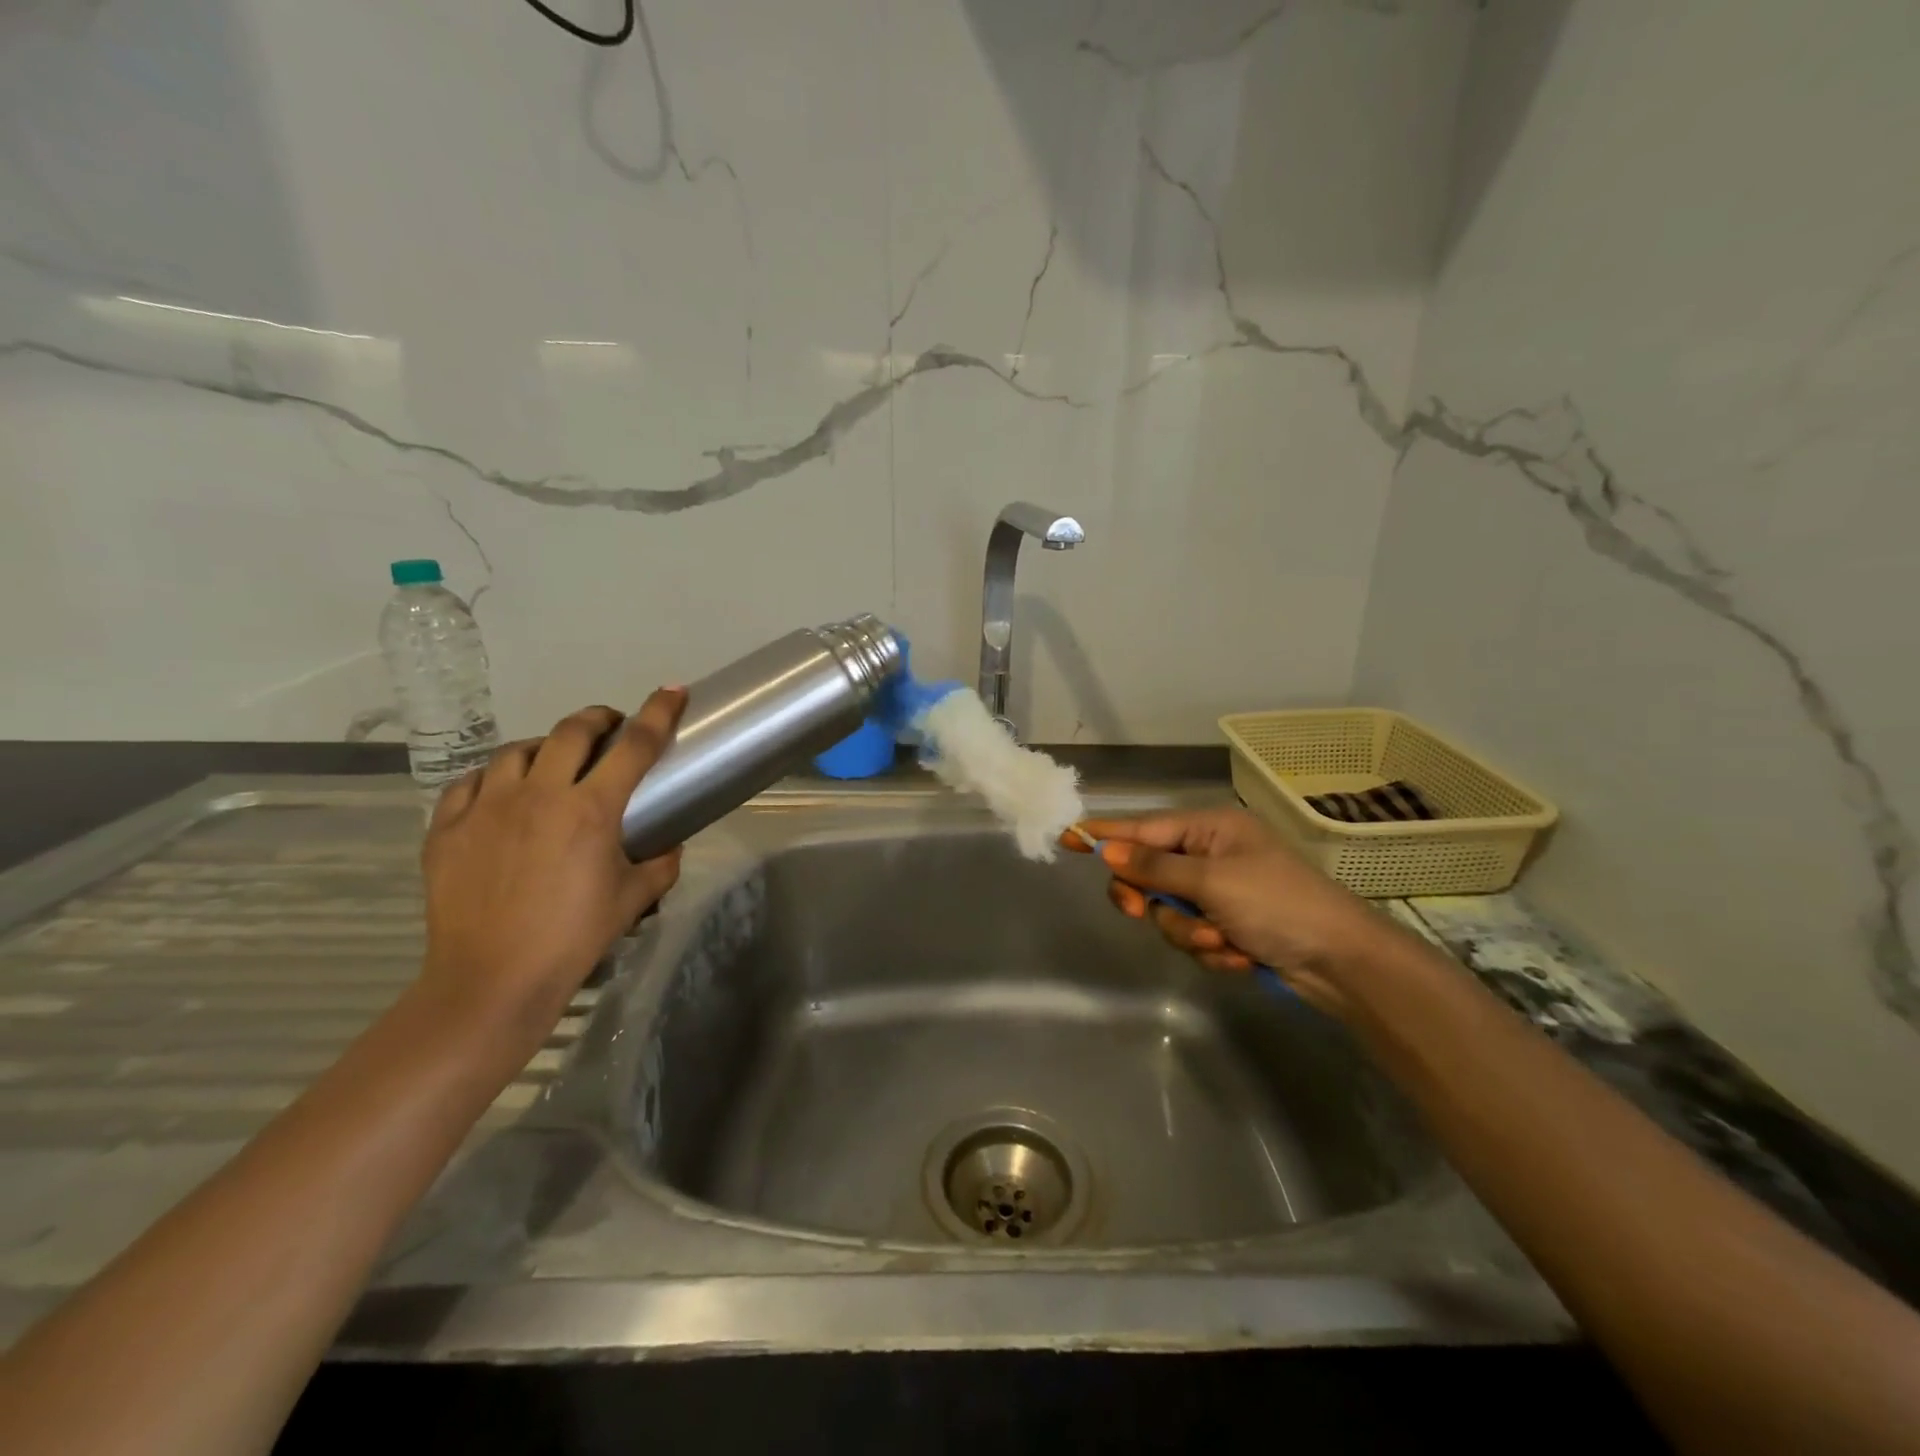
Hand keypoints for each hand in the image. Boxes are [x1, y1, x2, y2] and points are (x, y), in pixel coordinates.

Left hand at [418, 689, 685, 1051]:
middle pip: (571, 731)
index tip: (672, 692)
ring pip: (517, 750)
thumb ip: (660, 864)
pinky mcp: (448, 827)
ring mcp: (487, 807)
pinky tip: (502, 794)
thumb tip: (668, 845)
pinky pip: (470, 782)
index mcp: (591, 809)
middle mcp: (539, 794)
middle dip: (598, 719)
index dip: (658, 714)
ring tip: (553, 763)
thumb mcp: (633, 900)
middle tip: (610, 728)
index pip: (634, 746)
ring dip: (544, 747)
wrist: (492, 980)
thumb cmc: (573, 938)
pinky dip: (494, 778)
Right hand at [1065, 807, 1396, 1014]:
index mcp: (1210, 829)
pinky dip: (1212, 949)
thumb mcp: (1212, 881)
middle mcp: (1211, 855)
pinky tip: (1240, 956)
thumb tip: (1107, 850)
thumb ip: (1155, 867)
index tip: (1066, 837)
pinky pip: (1194, 936)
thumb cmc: (1278, 904)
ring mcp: (1220, 893)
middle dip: (1154, 901)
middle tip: (1144, 913)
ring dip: (1190, 933)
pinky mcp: (1229, 926)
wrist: (1341, 962)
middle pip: (1150, 874)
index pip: (1143, 828)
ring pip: (1170, 912)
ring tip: (1223, 942)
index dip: (1104, 834)